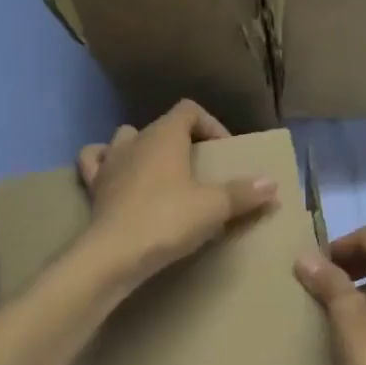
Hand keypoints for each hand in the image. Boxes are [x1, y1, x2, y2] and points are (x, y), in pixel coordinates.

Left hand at [76, 101, 278, 286]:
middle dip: (181, 142)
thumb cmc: (168, 220)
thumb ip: (244, 193)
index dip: (210, 125)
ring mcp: (109, 163)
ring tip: (161, 173)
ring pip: (125, 139)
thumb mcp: (214, 207)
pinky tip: (118, 177)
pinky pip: (96, 163)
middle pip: (161, 126)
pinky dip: (107, 164)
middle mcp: (134, 141)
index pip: (188, 110)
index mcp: (164, 135)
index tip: (224, 153)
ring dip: (144, 149)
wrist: (115, 254)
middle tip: (198, 169)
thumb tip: (271, 183)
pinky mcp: (93, 188)